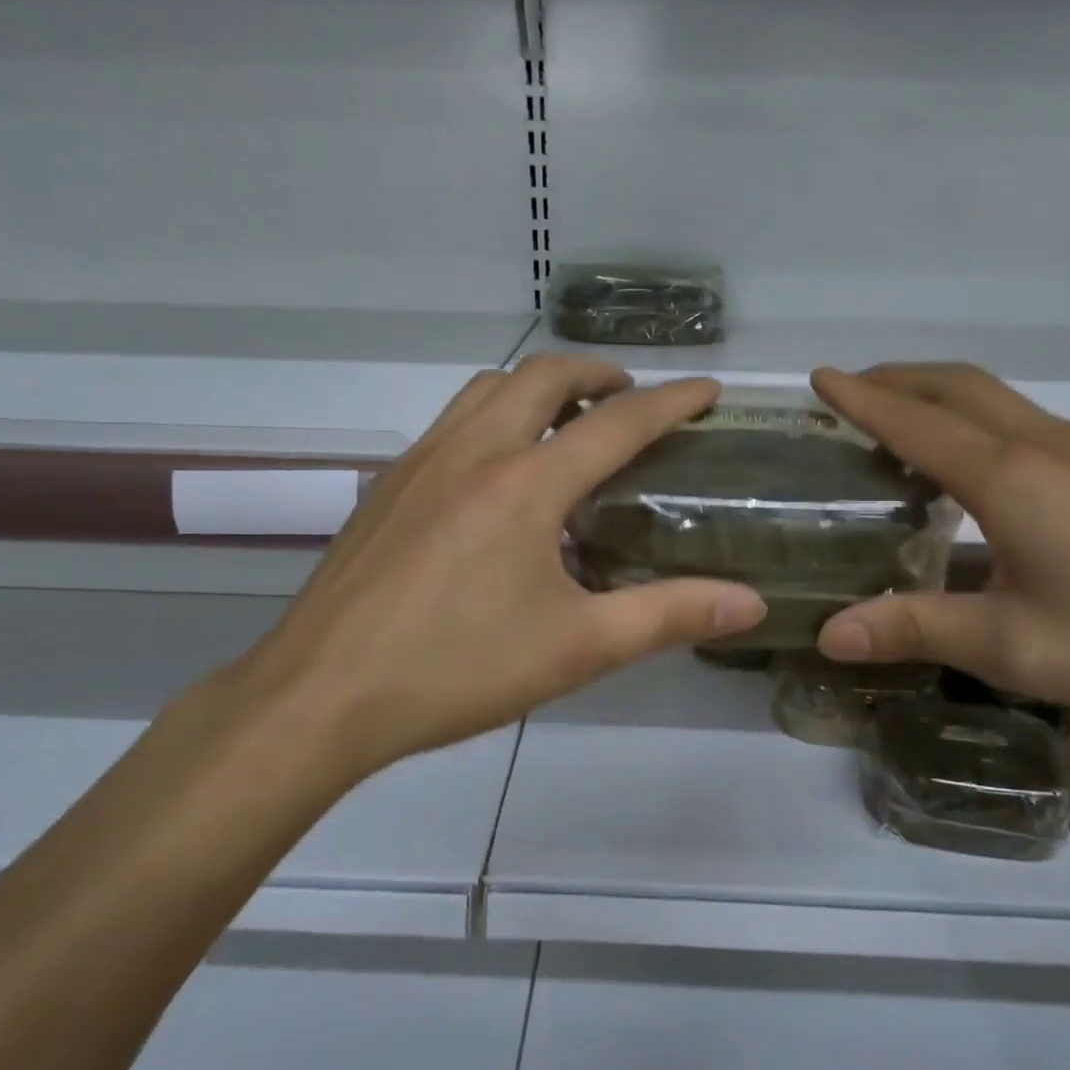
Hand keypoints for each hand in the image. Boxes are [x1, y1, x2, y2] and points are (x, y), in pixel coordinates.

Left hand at [201, 357, 765, 789]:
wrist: (320, 695)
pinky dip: (493, 415)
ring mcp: (420, 462)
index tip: (708, 392)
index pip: (617, 423)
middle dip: (597, 374)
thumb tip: (749, 603)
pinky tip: (497, 472)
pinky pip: (451, 422)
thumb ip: (669, 616)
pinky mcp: (386, 486)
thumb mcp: (577, 648)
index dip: (671, 402)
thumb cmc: (457, 669)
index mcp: (526, 483)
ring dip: (537, 386)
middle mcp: (473, 451)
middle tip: (630, 400)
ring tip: (567, 421)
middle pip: (542, 376)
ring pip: (487, 388)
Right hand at [811, 364, 1069, 738]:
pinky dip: (980, 420)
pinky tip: (982, 468)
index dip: (861, 398)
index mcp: (1012, 479)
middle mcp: (1049, 447)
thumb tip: (827, 634)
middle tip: (852, 390)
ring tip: (903, 422)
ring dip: (940, 396)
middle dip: (898, 379)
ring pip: (999, 400)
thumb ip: (917, 630)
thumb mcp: (1017, 648)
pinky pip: (1031, 423)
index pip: (916, 423)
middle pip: (960, 387)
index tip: (819, 377)